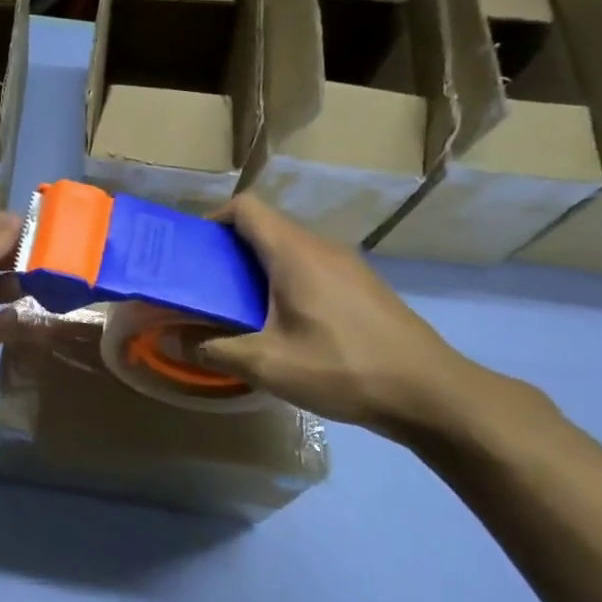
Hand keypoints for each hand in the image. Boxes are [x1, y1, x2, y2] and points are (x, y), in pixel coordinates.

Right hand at [200, 195, 488, 438]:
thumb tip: (171, 339)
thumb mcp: (267, 365)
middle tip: (206, 287)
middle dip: (228, 250)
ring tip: (239, 308)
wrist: (431, 393)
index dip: (212, 220)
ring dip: (257, 268)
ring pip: (289, 249)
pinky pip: (311, 267)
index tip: (193, 253)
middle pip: (265, 227)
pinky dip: (285, 281)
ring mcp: (347, 265)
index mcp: (294, 253)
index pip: (245, 207)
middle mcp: (321, 247)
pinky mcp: (363, 286)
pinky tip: (284, 324)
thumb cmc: (342, 368)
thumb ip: (213, 349)